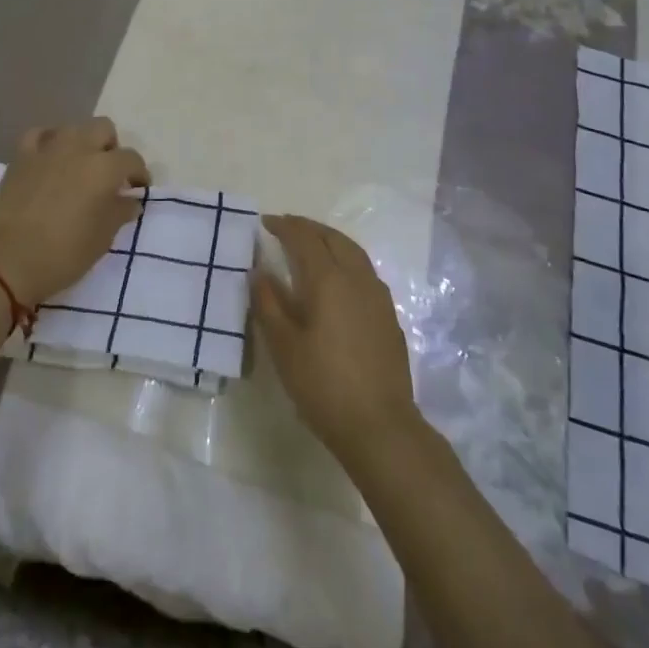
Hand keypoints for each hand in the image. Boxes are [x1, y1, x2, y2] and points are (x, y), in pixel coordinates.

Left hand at [0, 118, 149, 306]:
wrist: (11, 261)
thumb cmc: (66, 253)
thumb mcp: (104, 237)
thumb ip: (120, 212)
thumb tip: (129, 201)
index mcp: (104, 168)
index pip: (131, 159)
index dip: (139, 173)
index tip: (137, 189)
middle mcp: (78, 149)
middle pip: (103, 128)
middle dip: (111, 147)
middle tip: (109, 173)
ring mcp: (47, 149)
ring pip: (72, 128)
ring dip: (81, 142)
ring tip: (79, 166)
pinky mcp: (21, 157)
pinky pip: (39, 136)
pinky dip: (48, 142)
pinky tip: (49, 159)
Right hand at [253, 215, 418, 462]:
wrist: (380, 426)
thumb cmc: (323, 384)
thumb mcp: (283, 346)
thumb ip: (268, 304)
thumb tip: (259, 272)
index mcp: (328, 279)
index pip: (304, 238)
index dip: (285, 226)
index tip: (266, 222)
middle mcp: (357, 278)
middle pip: (333, 238)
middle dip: (309, 227)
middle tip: (287, 226)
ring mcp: (378, 296)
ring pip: (353, 252)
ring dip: (330, 240)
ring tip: (311, 244)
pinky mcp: (389, 315)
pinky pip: (364, 271)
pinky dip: (345, 260)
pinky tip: (336, 278)